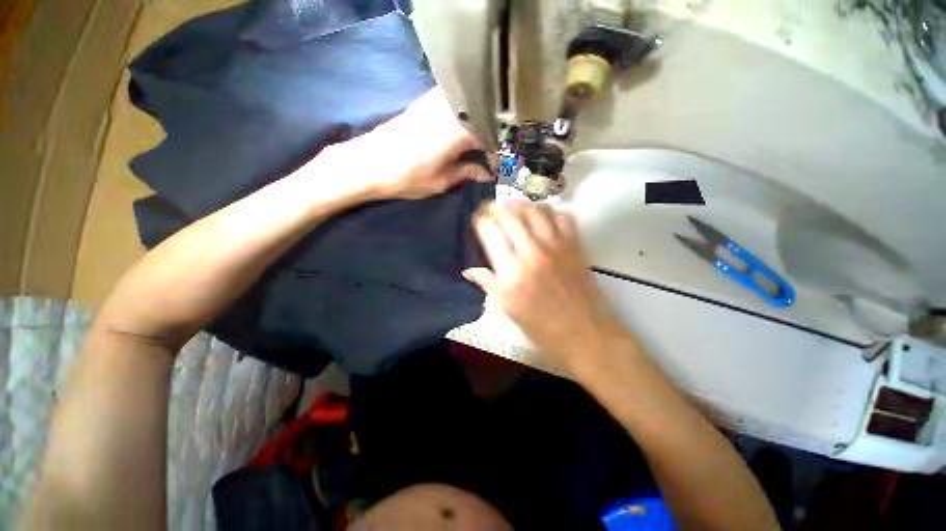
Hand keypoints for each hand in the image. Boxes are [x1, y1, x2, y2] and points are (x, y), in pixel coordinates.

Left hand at [341, 87, 493, 199]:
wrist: (367, 163)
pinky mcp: (424, 102)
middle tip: (491, 156)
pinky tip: (461, 133)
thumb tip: (486, 173)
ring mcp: (436, 101)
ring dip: (478, 125)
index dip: (498, 152)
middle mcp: (451, 108)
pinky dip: (464, 118)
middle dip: (491, 137)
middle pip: (483, 117)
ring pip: (470, 107)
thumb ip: (467, 173)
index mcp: (459, 130)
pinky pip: (455, 104)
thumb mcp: (441, 181)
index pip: (490, 135)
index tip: (498, 167)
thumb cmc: (406, 177)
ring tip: (479, 146)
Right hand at [463, 201, 623, 368]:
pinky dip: (549, 212)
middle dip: (496, 208)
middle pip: (510, 215)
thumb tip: (468, 270)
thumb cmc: (542, 328)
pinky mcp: (574, 246)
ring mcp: (556, 246)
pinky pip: (562, 216)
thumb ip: (488, 283)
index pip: (490, 232)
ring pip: (535, 210)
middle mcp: (532, 252)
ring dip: (520, 205)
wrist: (585, 334)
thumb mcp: (508, 309)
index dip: (481, 222)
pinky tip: (542, 218)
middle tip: (490, 210)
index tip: (478, 221)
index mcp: (511, 271)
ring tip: (513, 209)